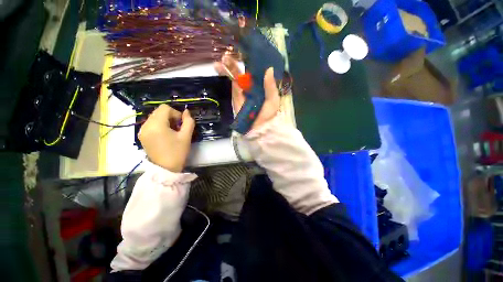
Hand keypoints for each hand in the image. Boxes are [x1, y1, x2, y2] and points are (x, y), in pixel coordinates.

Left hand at [138, 104, 194, 171]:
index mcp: (156, 125)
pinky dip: (159, 125)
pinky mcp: (142, 136)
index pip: (165, 108)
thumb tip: (186, 112)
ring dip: (165, 121)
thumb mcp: (186, 136)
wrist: (165, 169)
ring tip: (172, 132)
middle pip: (159, 112)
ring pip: (155, 117)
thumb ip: (188, 122)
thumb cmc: (177, 152)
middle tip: (178, 128)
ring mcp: (142, 131)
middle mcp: (146, 125)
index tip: (181, 124)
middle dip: (170, 117)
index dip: (176, 113)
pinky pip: (151, 124)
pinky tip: (165, 135)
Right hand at [214, 55, 279, 129]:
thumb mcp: (273, 100)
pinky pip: (231, 85)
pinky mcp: (236, 97)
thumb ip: (271, 86)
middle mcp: (252, 86)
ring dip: (228, 66)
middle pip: (243, 72)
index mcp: (262, 86)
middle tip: (230, 53)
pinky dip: (225, 76)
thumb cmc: (268, 115)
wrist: (259, 128)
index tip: (246, 50)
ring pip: (235, 76)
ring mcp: (243, 91)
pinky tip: (219, 67)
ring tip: (222, 58)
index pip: (255, 71)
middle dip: (236, 63)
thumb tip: (269, 69)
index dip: (250, 61)